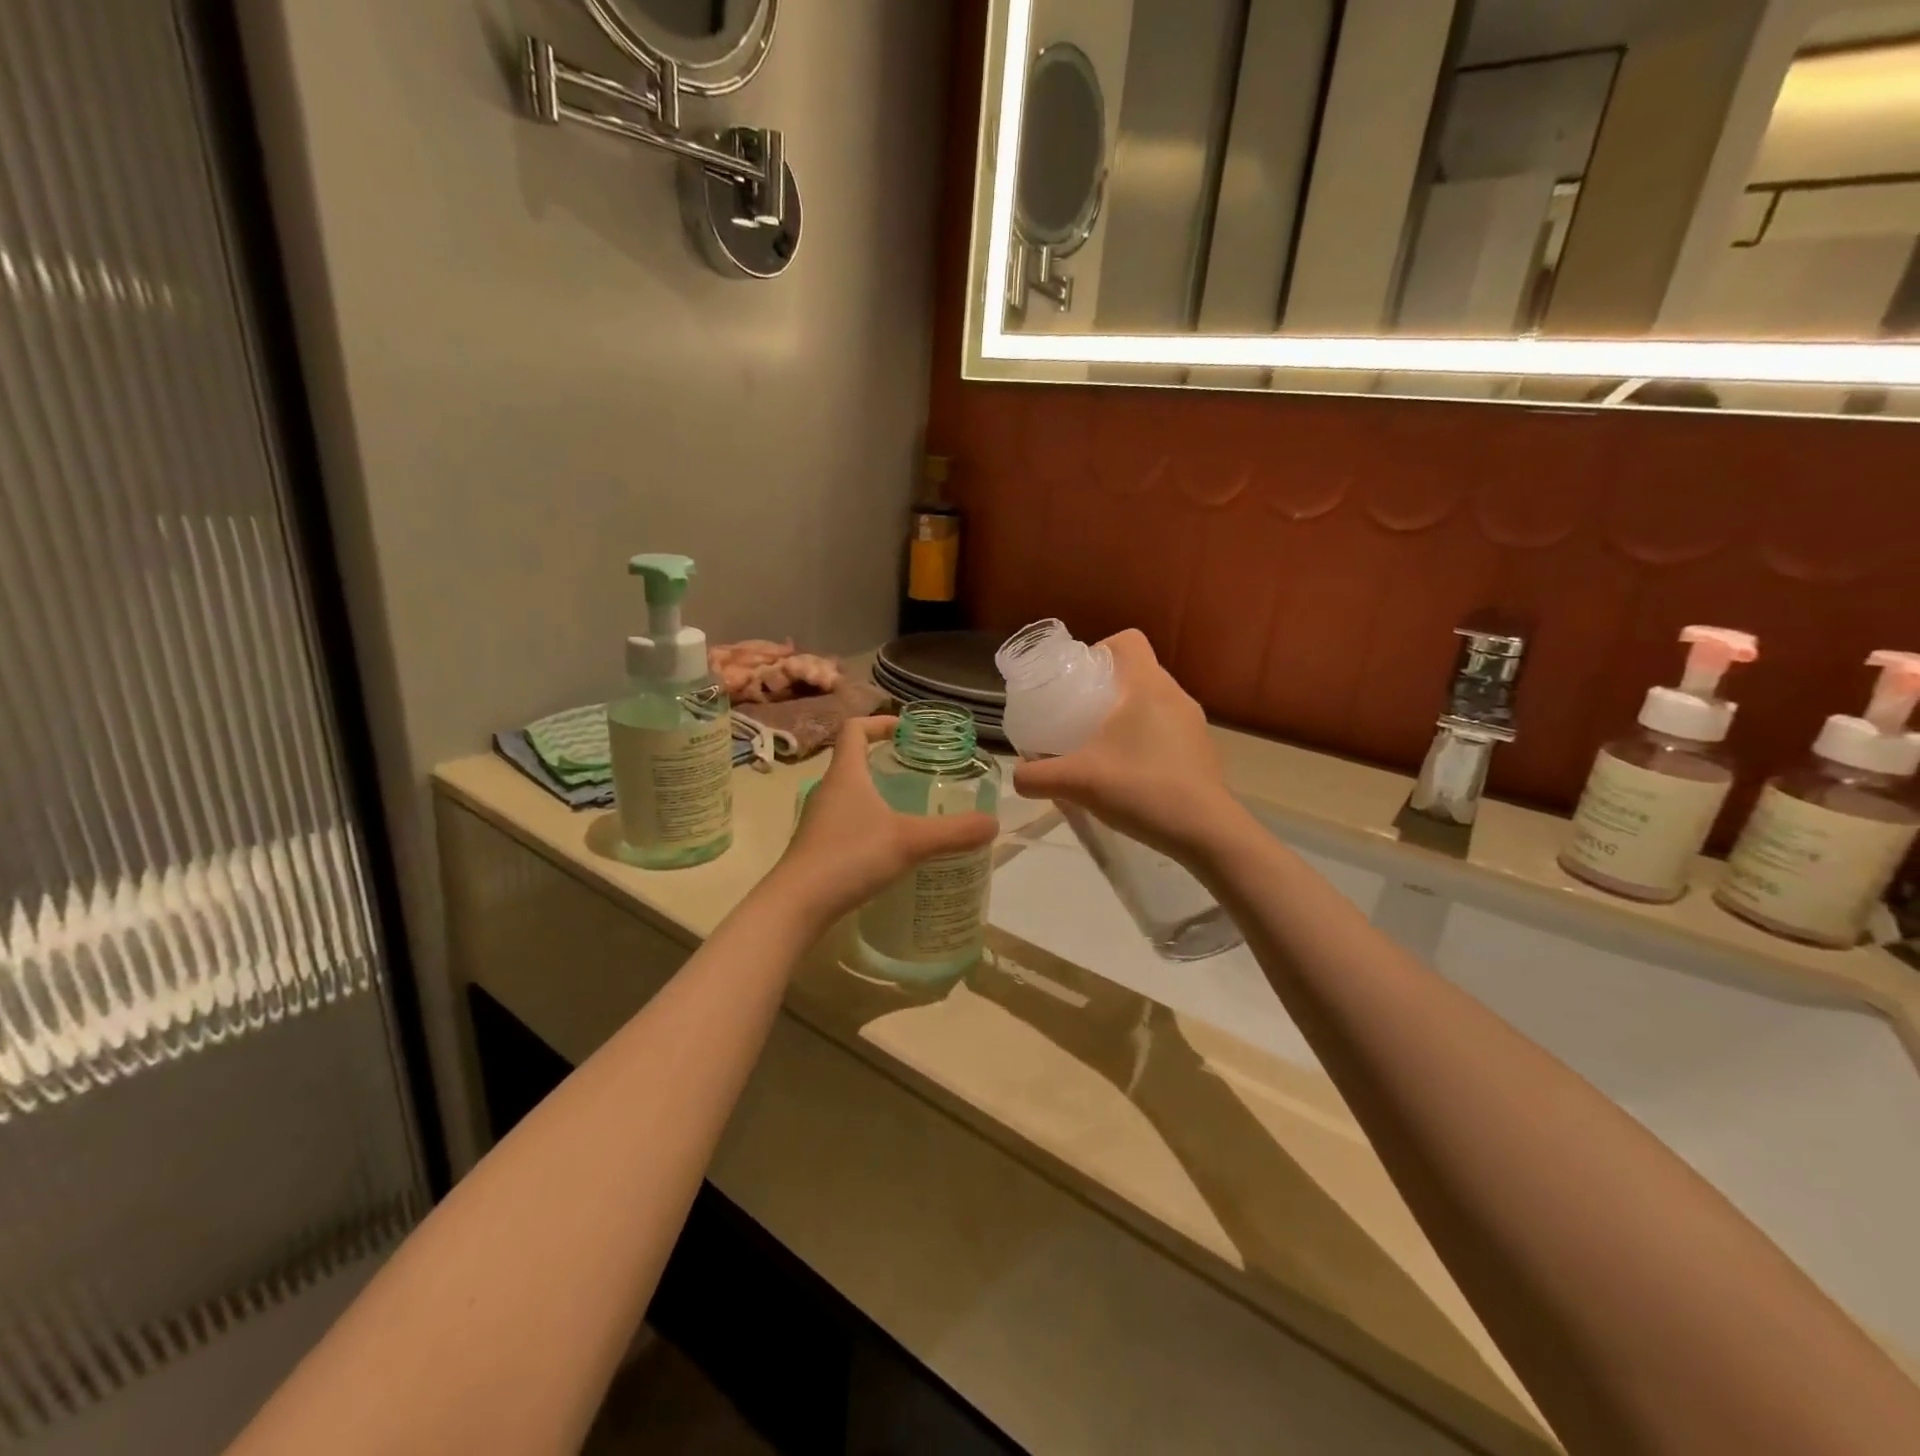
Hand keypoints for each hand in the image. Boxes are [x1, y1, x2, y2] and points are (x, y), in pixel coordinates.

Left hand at [773, 717, 997, 923]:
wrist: (796, 905)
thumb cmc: (850, 857)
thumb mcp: (910, 841)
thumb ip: (953, 832)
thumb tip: (993, 823)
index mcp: (846, 774)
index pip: (854, 729)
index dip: (878, 722)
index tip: (905, 730)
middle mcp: (828, 790)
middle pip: (852, 760)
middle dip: (883, 760)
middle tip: (917, 770)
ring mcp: (819, 819)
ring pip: (849, 793)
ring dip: (875, 792)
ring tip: (909, 806)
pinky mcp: (817, 847)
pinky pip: (845, 821)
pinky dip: (867, 822)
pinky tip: (889, 845)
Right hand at [1012, 631, 1238, 856]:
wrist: (1205, 832)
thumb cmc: (1141, 789)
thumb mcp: (1077, 782)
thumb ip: (1037, 777)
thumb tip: (1017, 776)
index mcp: (1147, 685)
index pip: (1128, 640)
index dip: (1100, 649)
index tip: (1078, 680)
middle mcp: (1175, 695)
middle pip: (1138, 671)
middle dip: (1106, 687)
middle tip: (1079, 716)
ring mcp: (1194, 724)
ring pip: (1154, 702)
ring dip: (1128, 715)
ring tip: (1102, 746)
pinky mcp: (1203, 750)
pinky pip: (1168, 729)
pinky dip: (1146, 739)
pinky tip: (1130, 771)